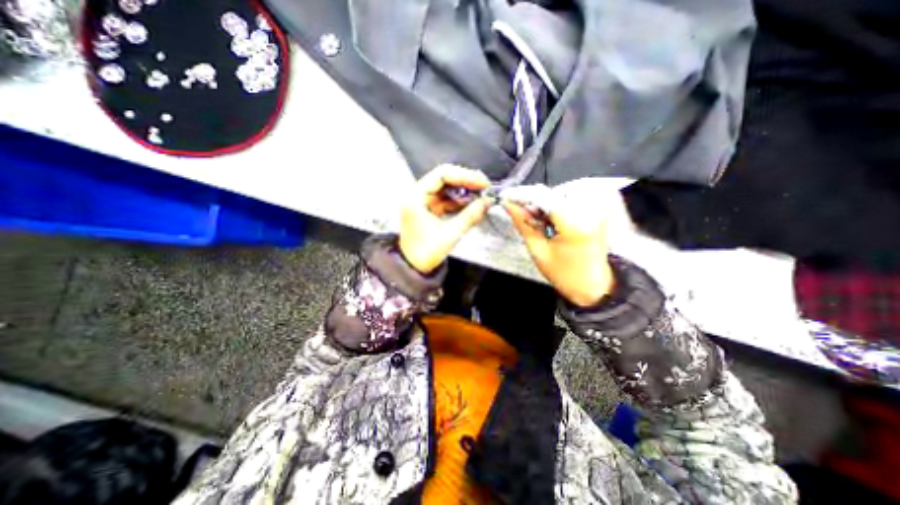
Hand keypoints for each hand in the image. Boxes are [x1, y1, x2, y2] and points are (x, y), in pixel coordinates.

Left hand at [402, 163, 491, 274]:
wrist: (413, 268)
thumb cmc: (425, 253)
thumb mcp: (450, 234)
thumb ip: (470, 216)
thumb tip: (487, 202)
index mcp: (416, 197)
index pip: (442, 175)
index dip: (464, 176)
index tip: (482, 183)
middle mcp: (417, 195)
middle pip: (444, 178)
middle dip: (466, 182)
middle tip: (484, 187)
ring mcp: (423, 202)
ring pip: (447, 189)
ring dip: (465, 191)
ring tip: (482, 196)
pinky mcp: (430, 210)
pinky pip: (447, 199)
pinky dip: (460, 201)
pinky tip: (472, 204)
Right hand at [504, 189, 616, 307]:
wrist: (595, 285)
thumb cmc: (565, 274)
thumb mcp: (538, 251)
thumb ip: (523, 223)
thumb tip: (508, 204)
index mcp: (575, 223)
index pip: (543, 196)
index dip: (521, 194)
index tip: (505, 197)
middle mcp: (590, 209)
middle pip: (551, 192)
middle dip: (532, 200)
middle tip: (519, 212)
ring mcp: (597, 207)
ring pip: (559, 193)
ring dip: (543, 202)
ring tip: (536, 221)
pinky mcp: (599, 208)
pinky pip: (570, 197)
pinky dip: (555, 204)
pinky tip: (549, 219)